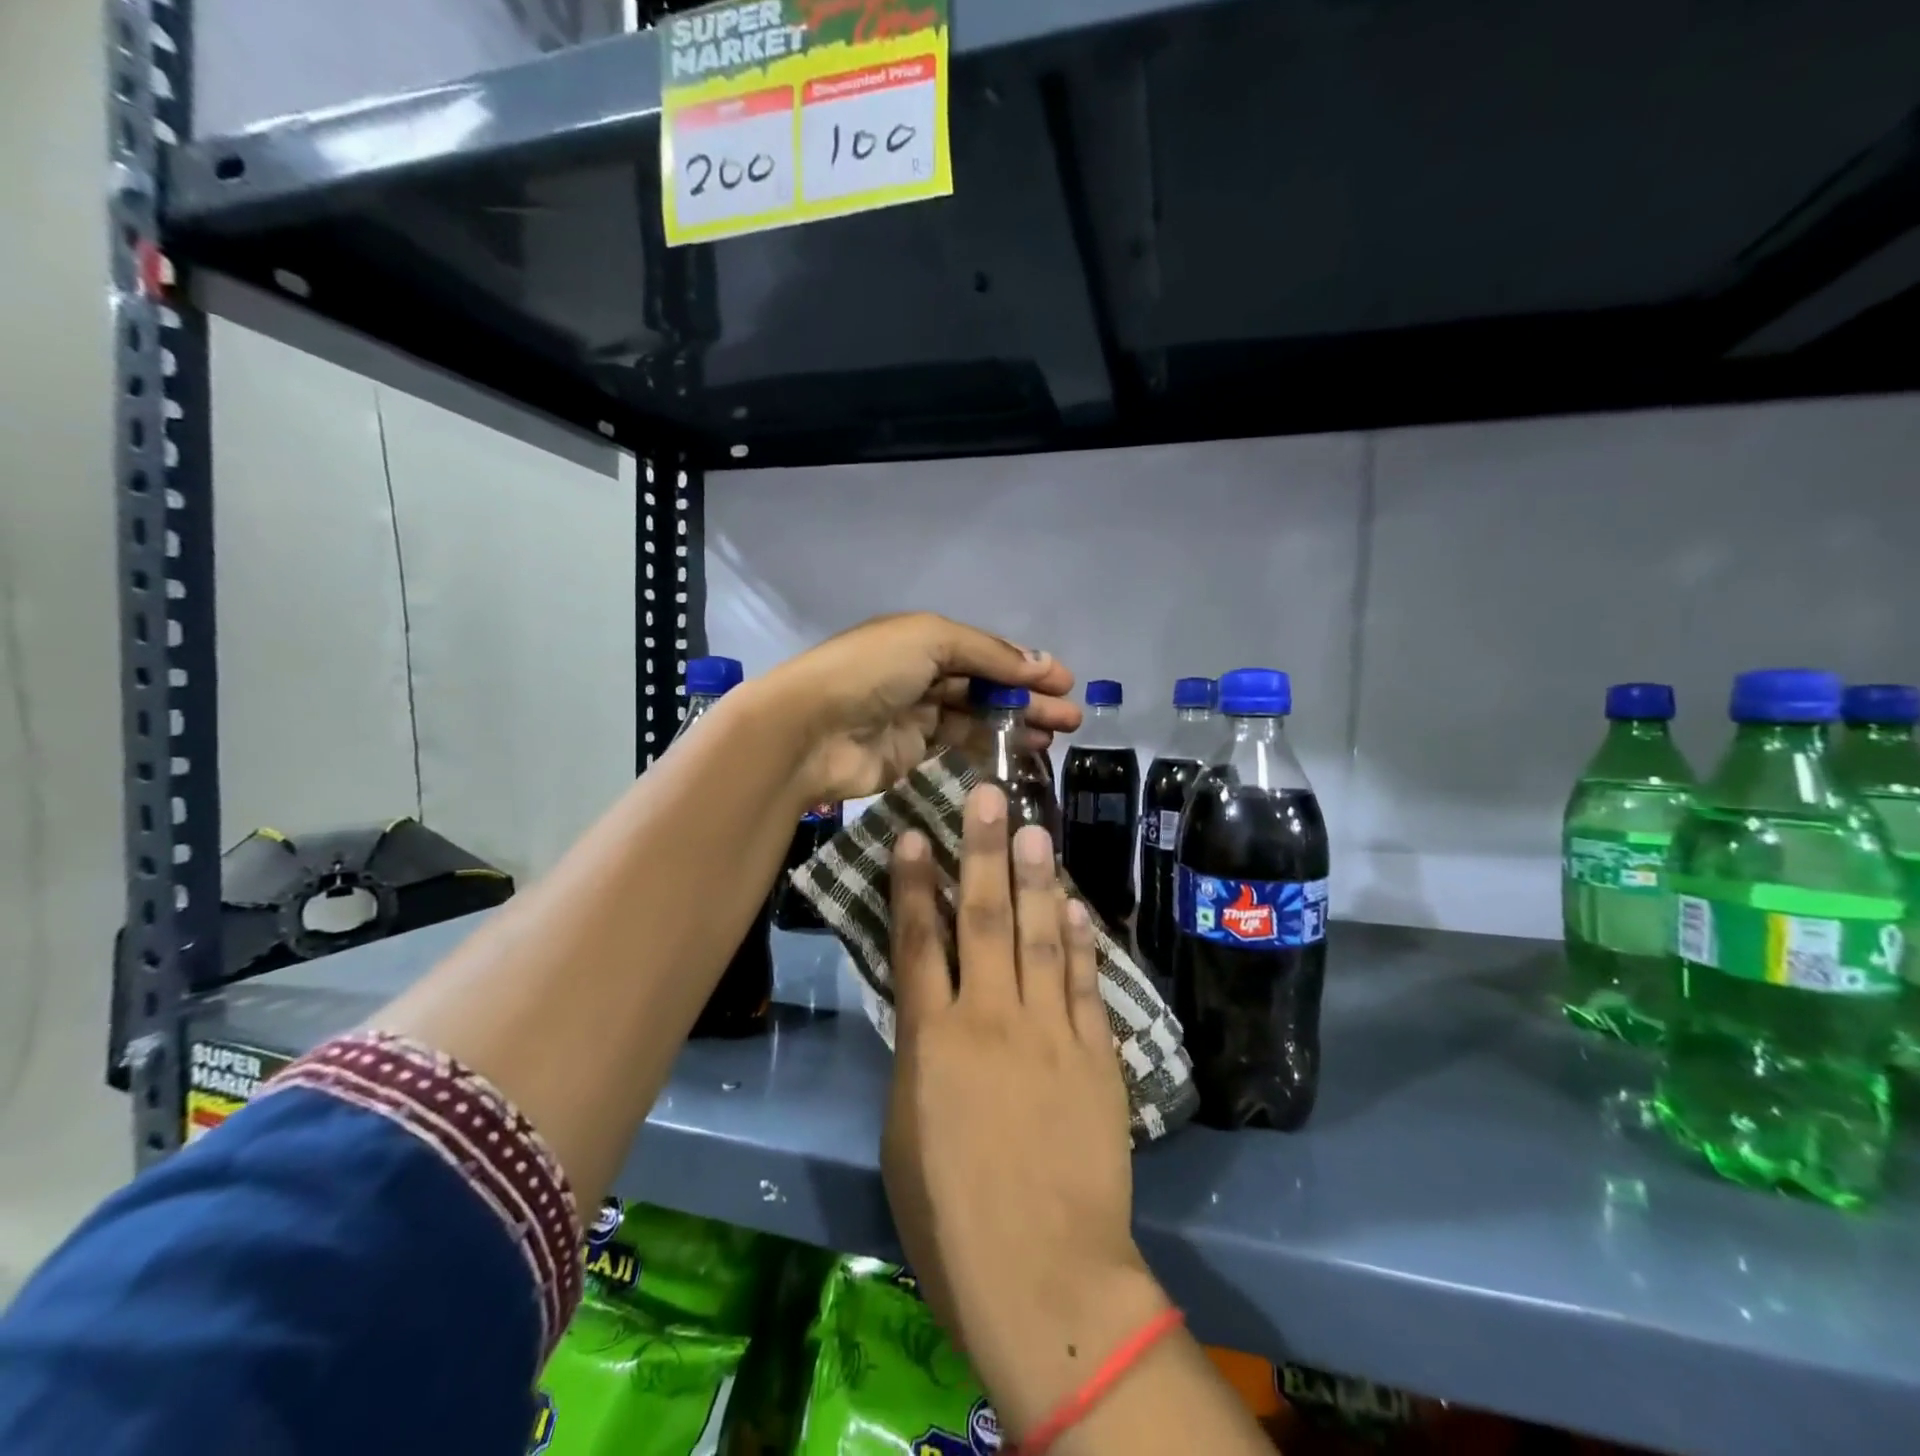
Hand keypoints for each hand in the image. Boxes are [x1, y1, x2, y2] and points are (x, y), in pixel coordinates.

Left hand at [757, 612, 1080, 801]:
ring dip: (1015, 724)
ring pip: (976, 717)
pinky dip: (987, 748)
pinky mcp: (909, 753)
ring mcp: (914, 715)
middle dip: (1029, 698)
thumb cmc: (870, 672)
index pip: (985, 651)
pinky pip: (956, 745)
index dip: (1026, 665)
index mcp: (923, 638)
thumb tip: (1042, 664)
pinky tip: (1017, 755)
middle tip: (1071, 718)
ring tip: (1054, 739)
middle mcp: (920, 673)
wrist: (809, 731)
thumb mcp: (931, 641)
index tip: (1066, 683)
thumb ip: (988, 654)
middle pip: (986, 684)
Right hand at [881, 784, 1166, 1438]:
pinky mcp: (1094, 1053)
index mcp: (932, 1041)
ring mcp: (1048, 1031)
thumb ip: (919, 1057)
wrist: (1044, 1275)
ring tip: (1034, 828)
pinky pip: (1083, 982)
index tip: (912, 834)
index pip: (916, 942)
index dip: (911, 884)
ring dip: (1035, 878)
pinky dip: (1079, 939)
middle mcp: (989, 1018)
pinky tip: (1074, 904)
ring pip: (1038, 936)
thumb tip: (929, 1009)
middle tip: (988, 795)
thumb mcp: (906, 1132)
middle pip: (982, 917)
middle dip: (981, 850)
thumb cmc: (950, 1218)